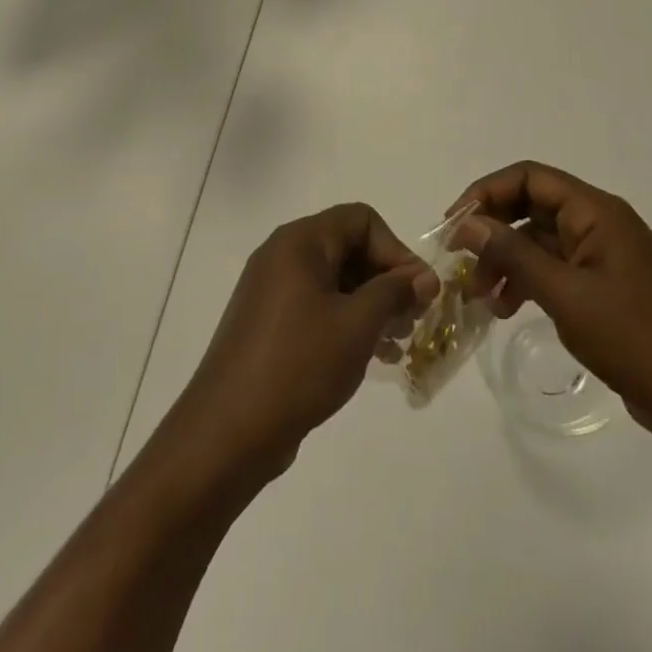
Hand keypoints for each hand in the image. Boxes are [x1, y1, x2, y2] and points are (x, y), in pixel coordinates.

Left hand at [165, 203, 438, 483]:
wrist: (227, 432)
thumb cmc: (298, 365)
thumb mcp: (357, 325)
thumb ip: (395, 292)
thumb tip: (425, 277)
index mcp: (300, 241)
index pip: (361, 220)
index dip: (395, 250)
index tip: (417, 292)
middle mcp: (283, 255)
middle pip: (349, 247)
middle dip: (386, 280)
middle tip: (412, 320)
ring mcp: (272, 290)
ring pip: (336, 280)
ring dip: (371, 304)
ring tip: (396, 343)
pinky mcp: (269, 323)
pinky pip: (318, 305)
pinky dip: (347, 321)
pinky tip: (370, 357)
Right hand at [452, 161, 651, 439]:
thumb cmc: (634, 339)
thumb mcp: (565, 294)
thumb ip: (513, 255)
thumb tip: (467, 224)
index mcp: (596, 211)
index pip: (529, 178)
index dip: (487, 193)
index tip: (454, 224)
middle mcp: (599, 223)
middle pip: (532, 206)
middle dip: (492, 230)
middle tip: (459, 261)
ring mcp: (603, 255)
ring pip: (539, 240)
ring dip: (506, 260)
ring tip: (477, 296)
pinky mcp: (604, 285)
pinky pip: (555, 268)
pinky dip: (527, 281)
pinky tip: (505, 309)